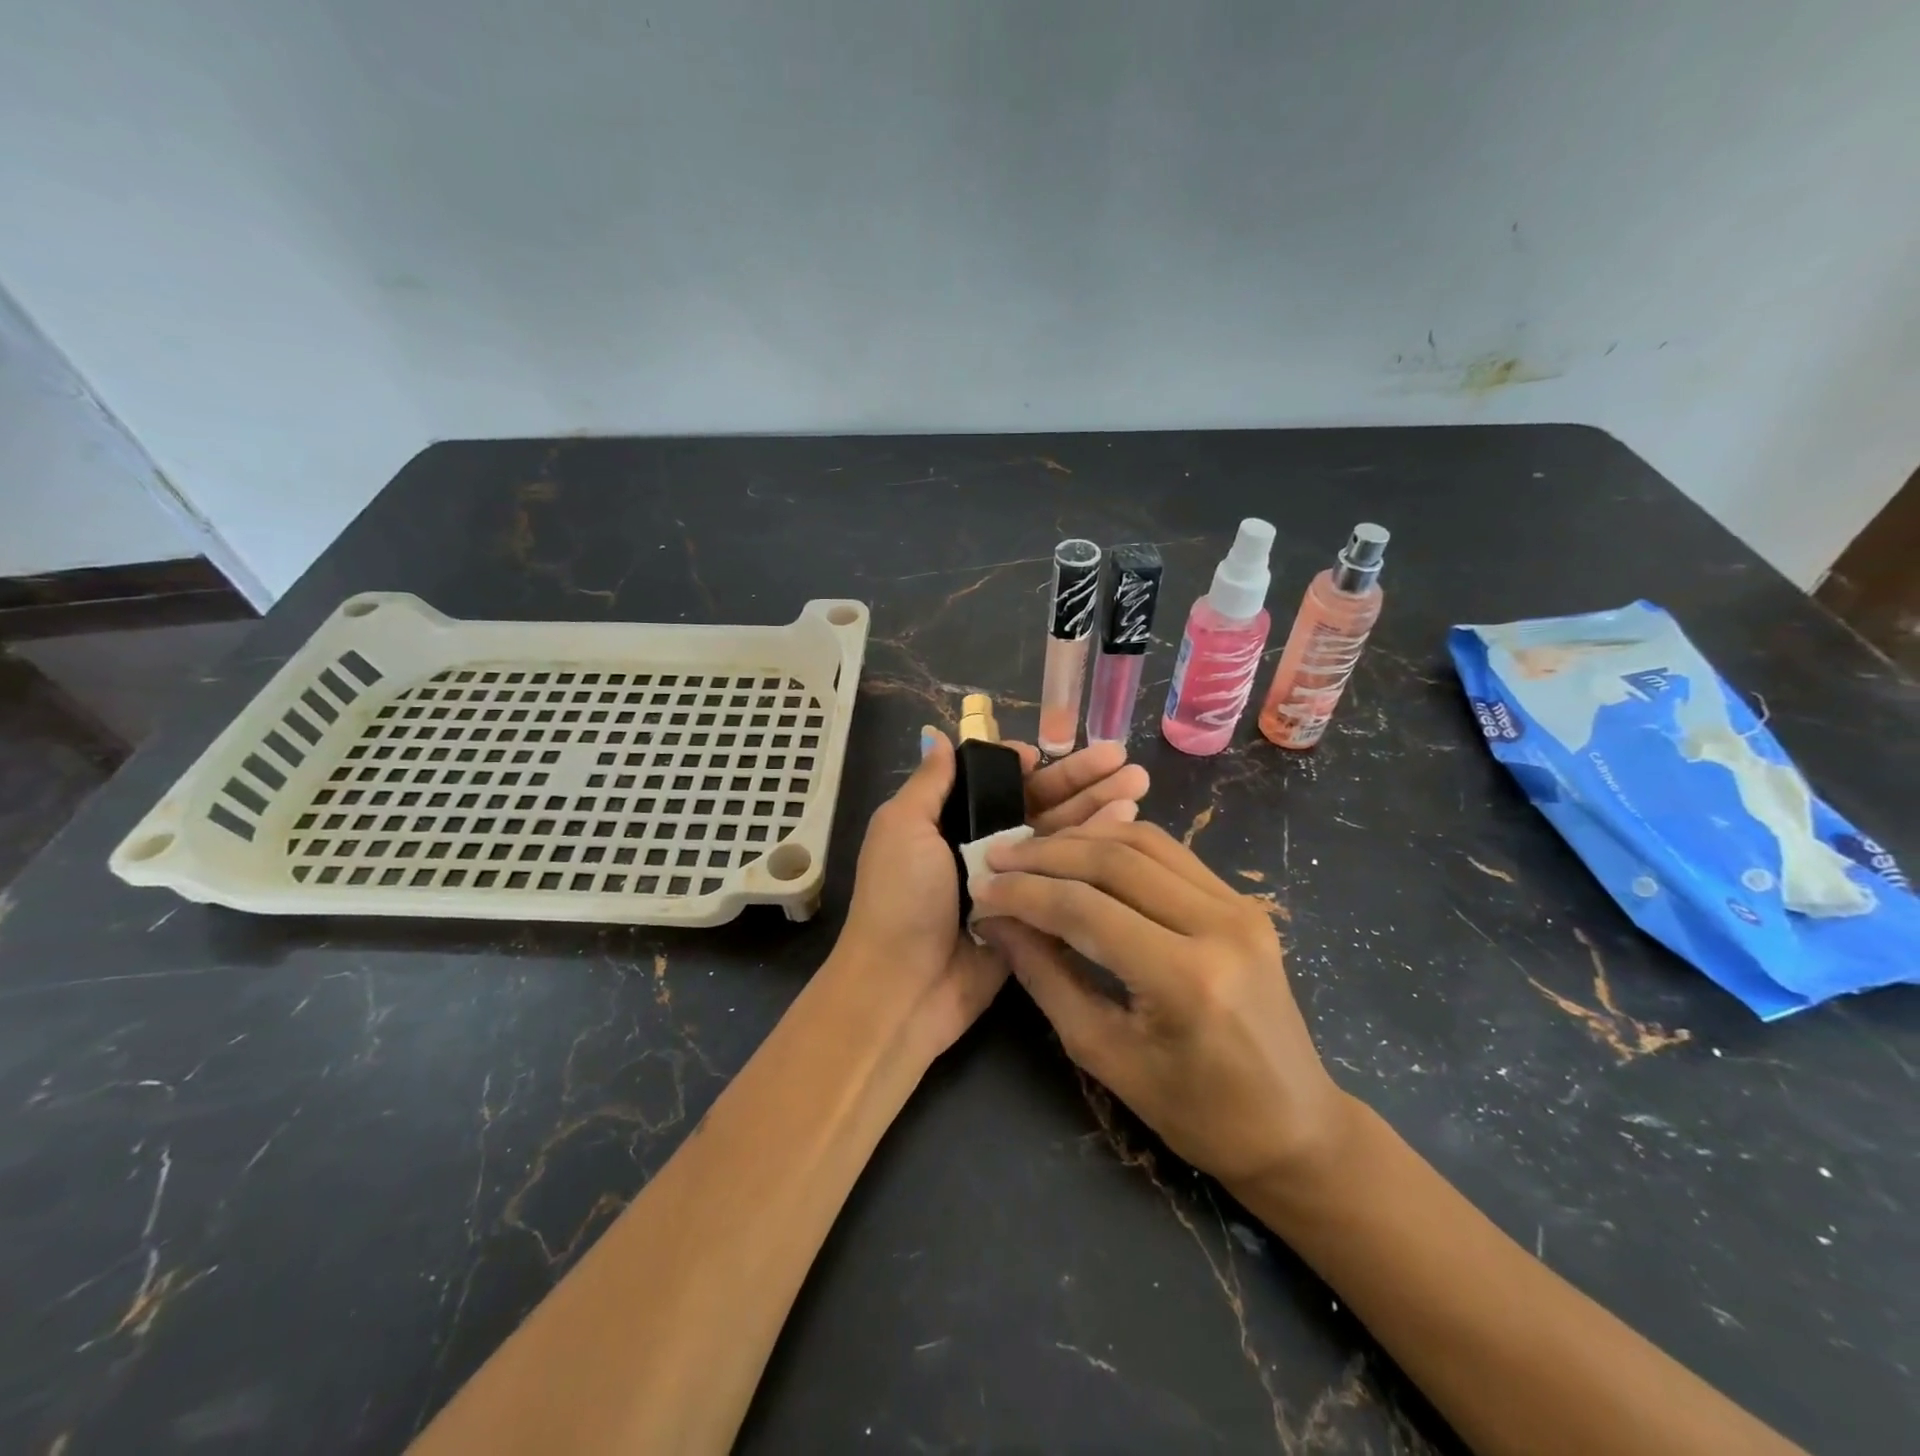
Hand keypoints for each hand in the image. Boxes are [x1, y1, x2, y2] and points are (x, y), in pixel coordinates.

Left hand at [836, 728, 1150, 1055]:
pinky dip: (1098, 853)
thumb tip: (938, 735)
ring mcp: (1014, 881)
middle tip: (1124, 760)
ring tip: (1140, 784)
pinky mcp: (1035, 914)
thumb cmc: (899, 898)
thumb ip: (929, 784)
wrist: (903, 985)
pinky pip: (1068, 878)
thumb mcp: (902, 828)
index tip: (1059, 751)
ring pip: (1061, 837)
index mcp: (951, 819)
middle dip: (1080, 780)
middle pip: (1039, 804)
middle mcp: (985, 844)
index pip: (1001, 783)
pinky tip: (1130, 828)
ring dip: (1097, 809)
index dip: (1031, 766)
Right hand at [971, 820, 1353, 1188]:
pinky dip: (1118, 845)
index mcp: (1187, 978)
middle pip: (1114, 861)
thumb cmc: (1195, 1112)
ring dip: (1081, 840)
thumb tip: (998, 922)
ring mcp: (1239, 907)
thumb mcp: (1105, 1054)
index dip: (1025, 894)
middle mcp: (1219, 925)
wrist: (1294, 1126)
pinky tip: (1083, 853)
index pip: (1086, 909)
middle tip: (998, 859)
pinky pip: (1170, 853)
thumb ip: (1046, 977)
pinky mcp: (1243, 902)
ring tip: (1033, 851)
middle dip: (1046, 854)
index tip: (980, 888)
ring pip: (1144, 841)